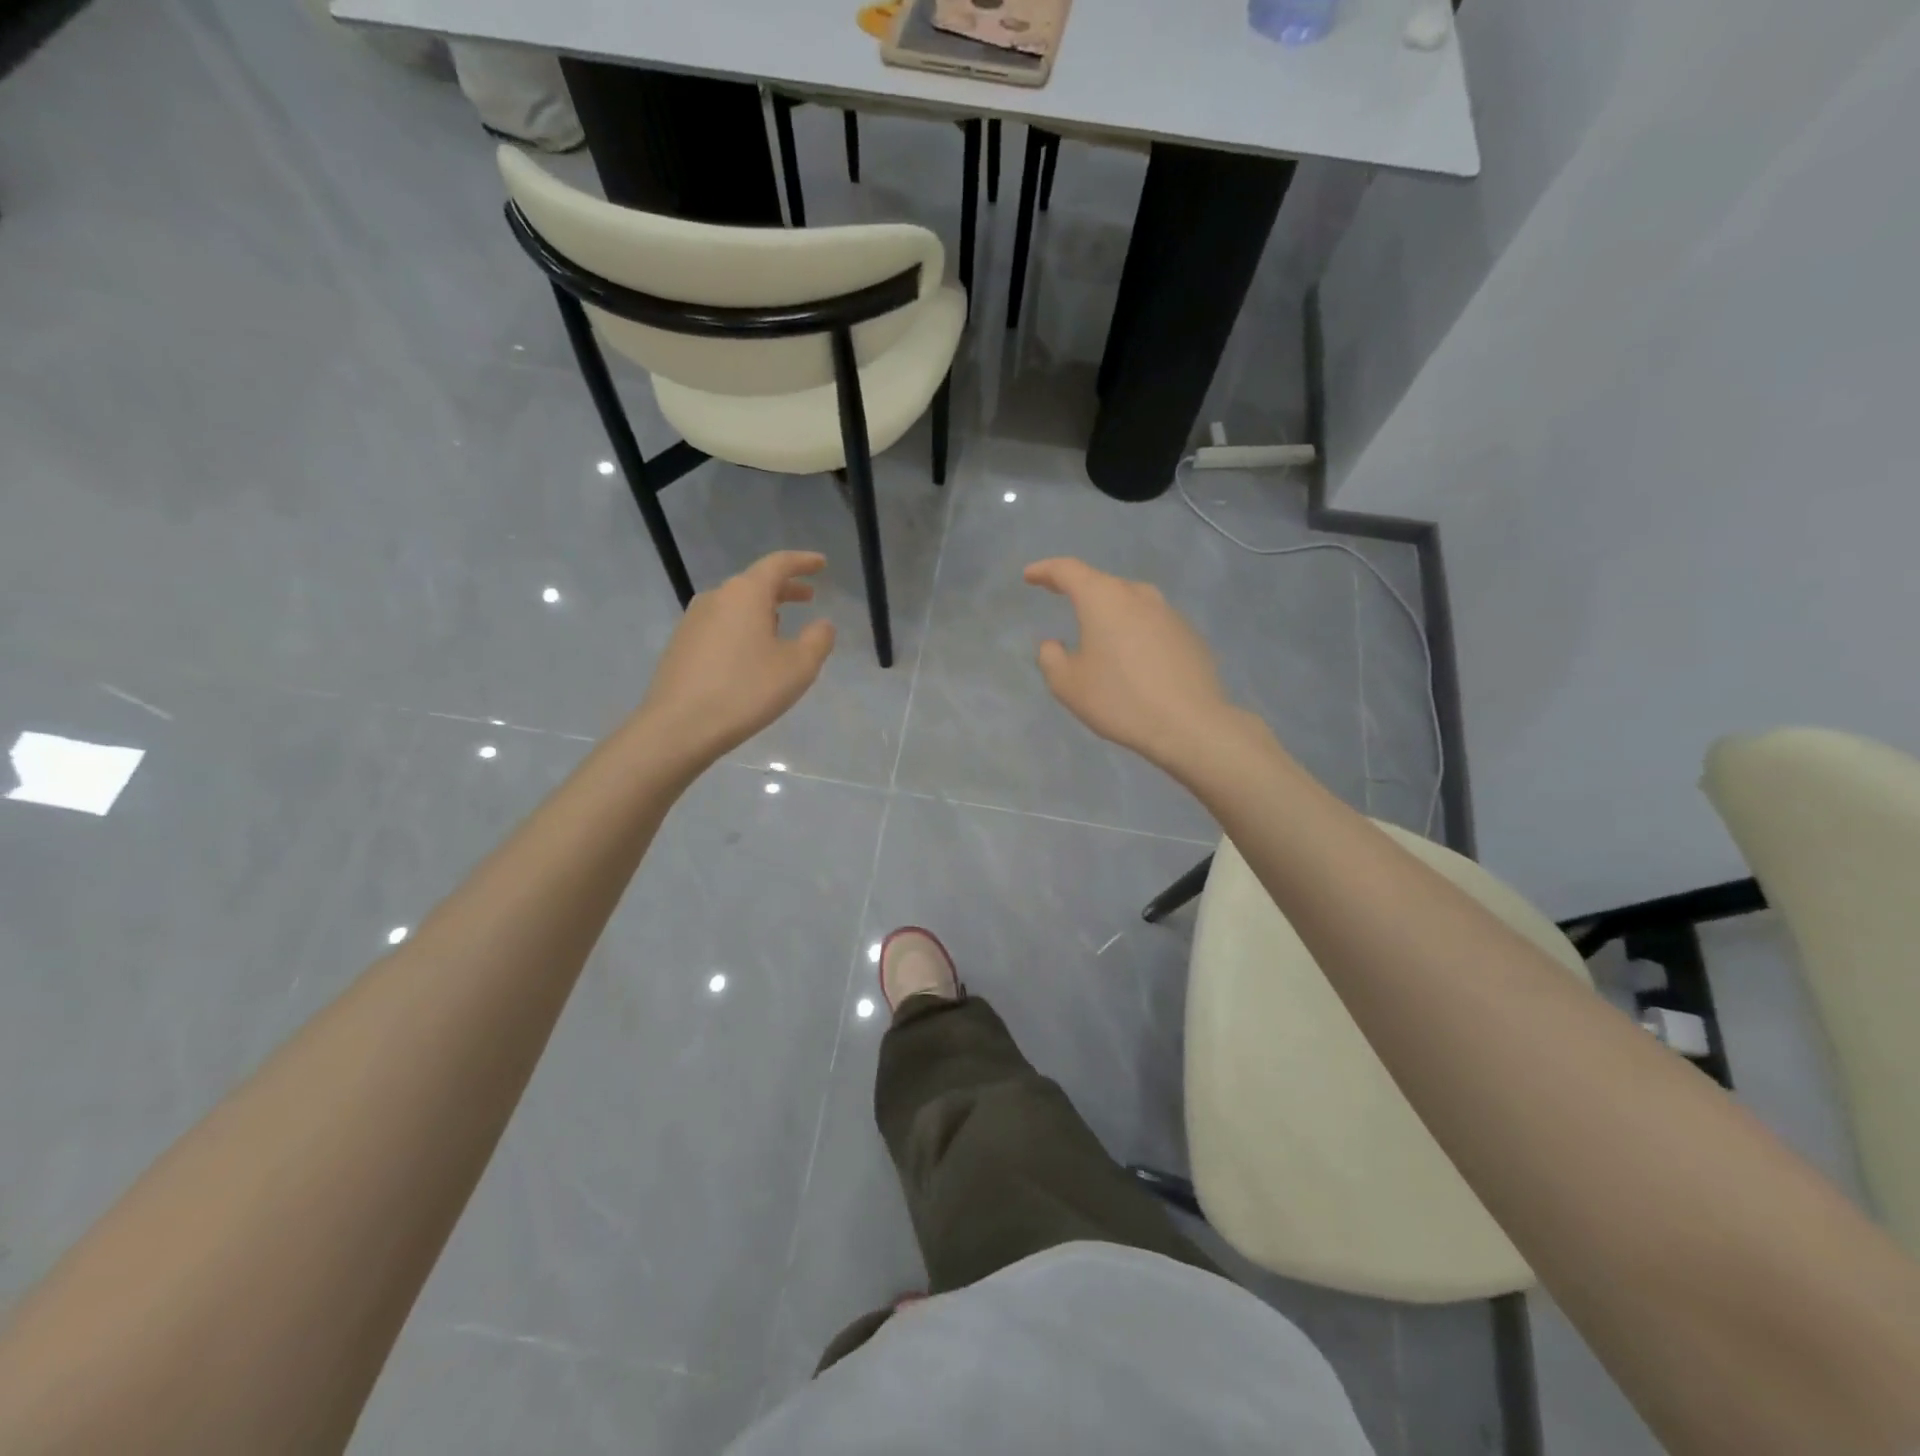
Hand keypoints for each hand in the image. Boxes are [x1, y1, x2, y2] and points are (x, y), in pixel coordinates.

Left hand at [637, 551, 836, 764]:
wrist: (679, 726)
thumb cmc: (746, 691)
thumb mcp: (798, 668)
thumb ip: (818, 640)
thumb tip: (823, 624)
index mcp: (746, 593)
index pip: (778, 564)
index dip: (803, 562)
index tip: (821, 564)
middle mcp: (716, 597)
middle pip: (755, 583)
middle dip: (785, 588)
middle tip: (808, 597)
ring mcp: (693, 620)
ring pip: (736, 604)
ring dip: (762, 609)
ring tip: (781, 626)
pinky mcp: (681, 644)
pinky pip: (721, 624)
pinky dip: (742, 627)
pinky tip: (750, 652)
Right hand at [1023, 557, 1245, 775]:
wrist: (1190, 724)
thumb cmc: (1119, 700)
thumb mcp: (1067, 684)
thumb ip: (1050, 657)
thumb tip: (1053, 644)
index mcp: (1103, 598)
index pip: (1068, 570)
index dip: (1045, 571)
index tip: (1031, 576)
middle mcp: (1138, 595)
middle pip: (1102, 583)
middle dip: (1079, 590)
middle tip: (1062, 599)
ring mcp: (1169, 613)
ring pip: (1130, 603)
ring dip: (1110, 612)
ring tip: (1099, 633)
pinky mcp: (1189, 634)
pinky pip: (1152, 624)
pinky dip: (1135, 632)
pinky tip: (1133, 659)